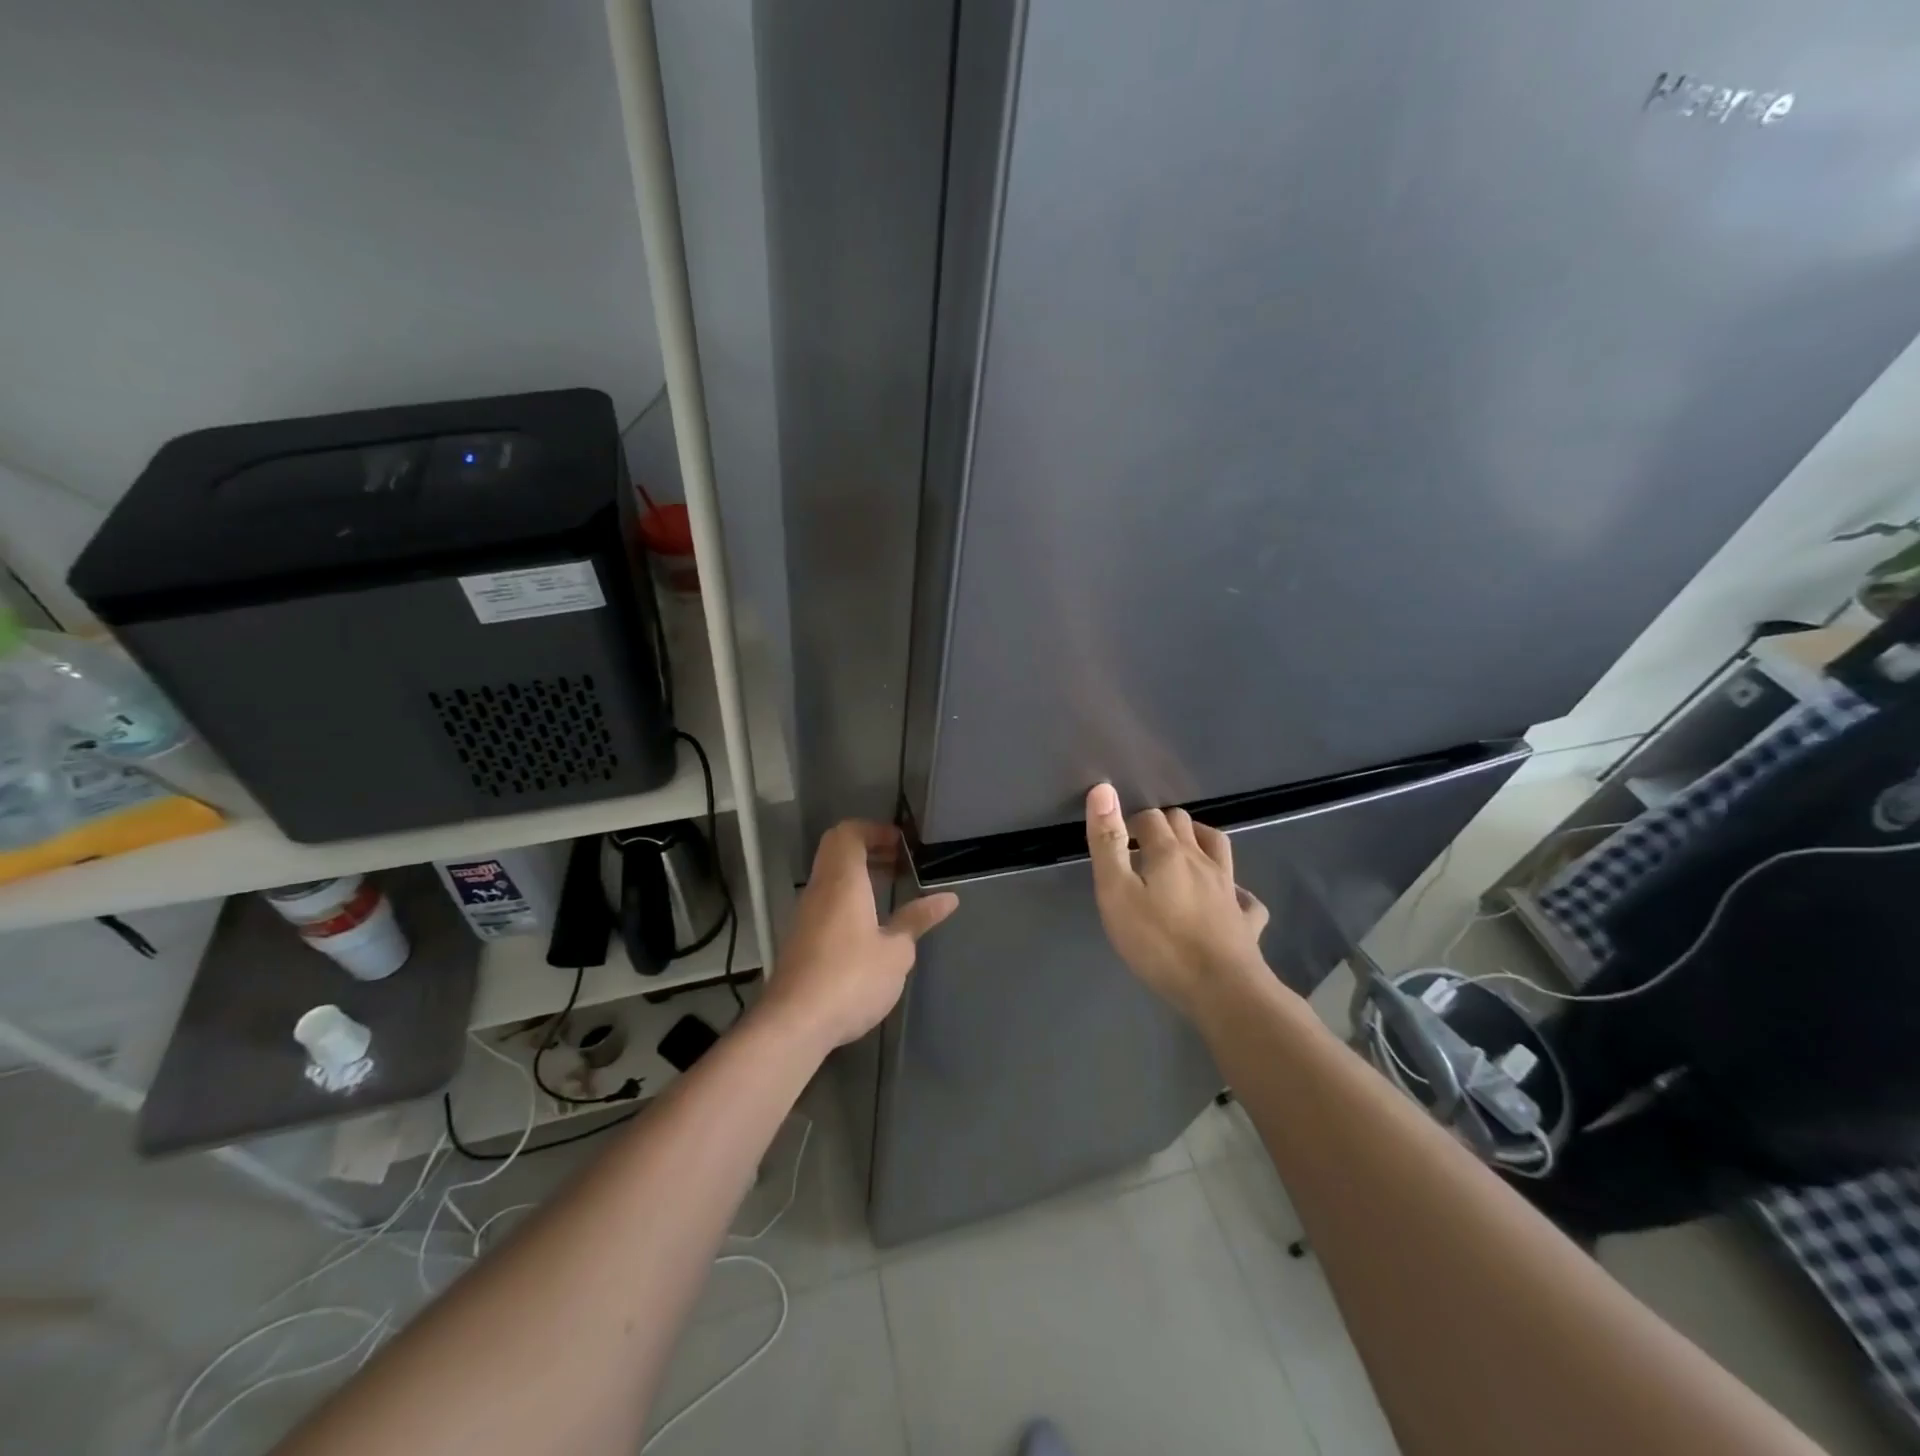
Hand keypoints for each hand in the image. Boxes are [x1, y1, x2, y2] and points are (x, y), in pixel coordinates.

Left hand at [758, 820, 958, 1051]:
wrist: (795, 1023)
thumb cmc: (851, 978)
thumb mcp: (896, 951)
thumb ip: (917, 920)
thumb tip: (947, 898)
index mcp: (843, 881)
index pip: (849, 833)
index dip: (874, 830)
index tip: (901, 845)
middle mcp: (819, 889)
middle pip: (836, 850)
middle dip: (868, 849)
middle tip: (899, 864)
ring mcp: (804, 915)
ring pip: (829, 877)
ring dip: (858, 876)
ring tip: (890, 894)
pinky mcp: (799, 940)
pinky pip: (825, 902)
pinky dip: (847, 899)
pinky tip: (869, 927)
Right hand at [1084, 783, 1270, 1018]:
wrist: (1222, 989)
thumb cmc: (1159, 942)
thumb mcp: (1116, 893)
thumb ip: (1107, 843)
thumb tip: (1103, 789)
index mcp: (1169, 852)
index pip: (1149, 818)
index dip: (1130, 824)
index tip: (1117, 843)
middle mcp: (1202, 860)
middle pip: (1184, 824)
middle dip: (1161, 827)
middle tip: (1140, 850)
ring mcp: (1228, 889)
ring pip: (1218, 846)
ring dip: (1199, 841)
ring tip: (1181, 855)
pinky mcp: (1245, 919)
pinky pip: (1244, 897)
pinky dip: (1234, 891)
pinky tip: (1228, 899)